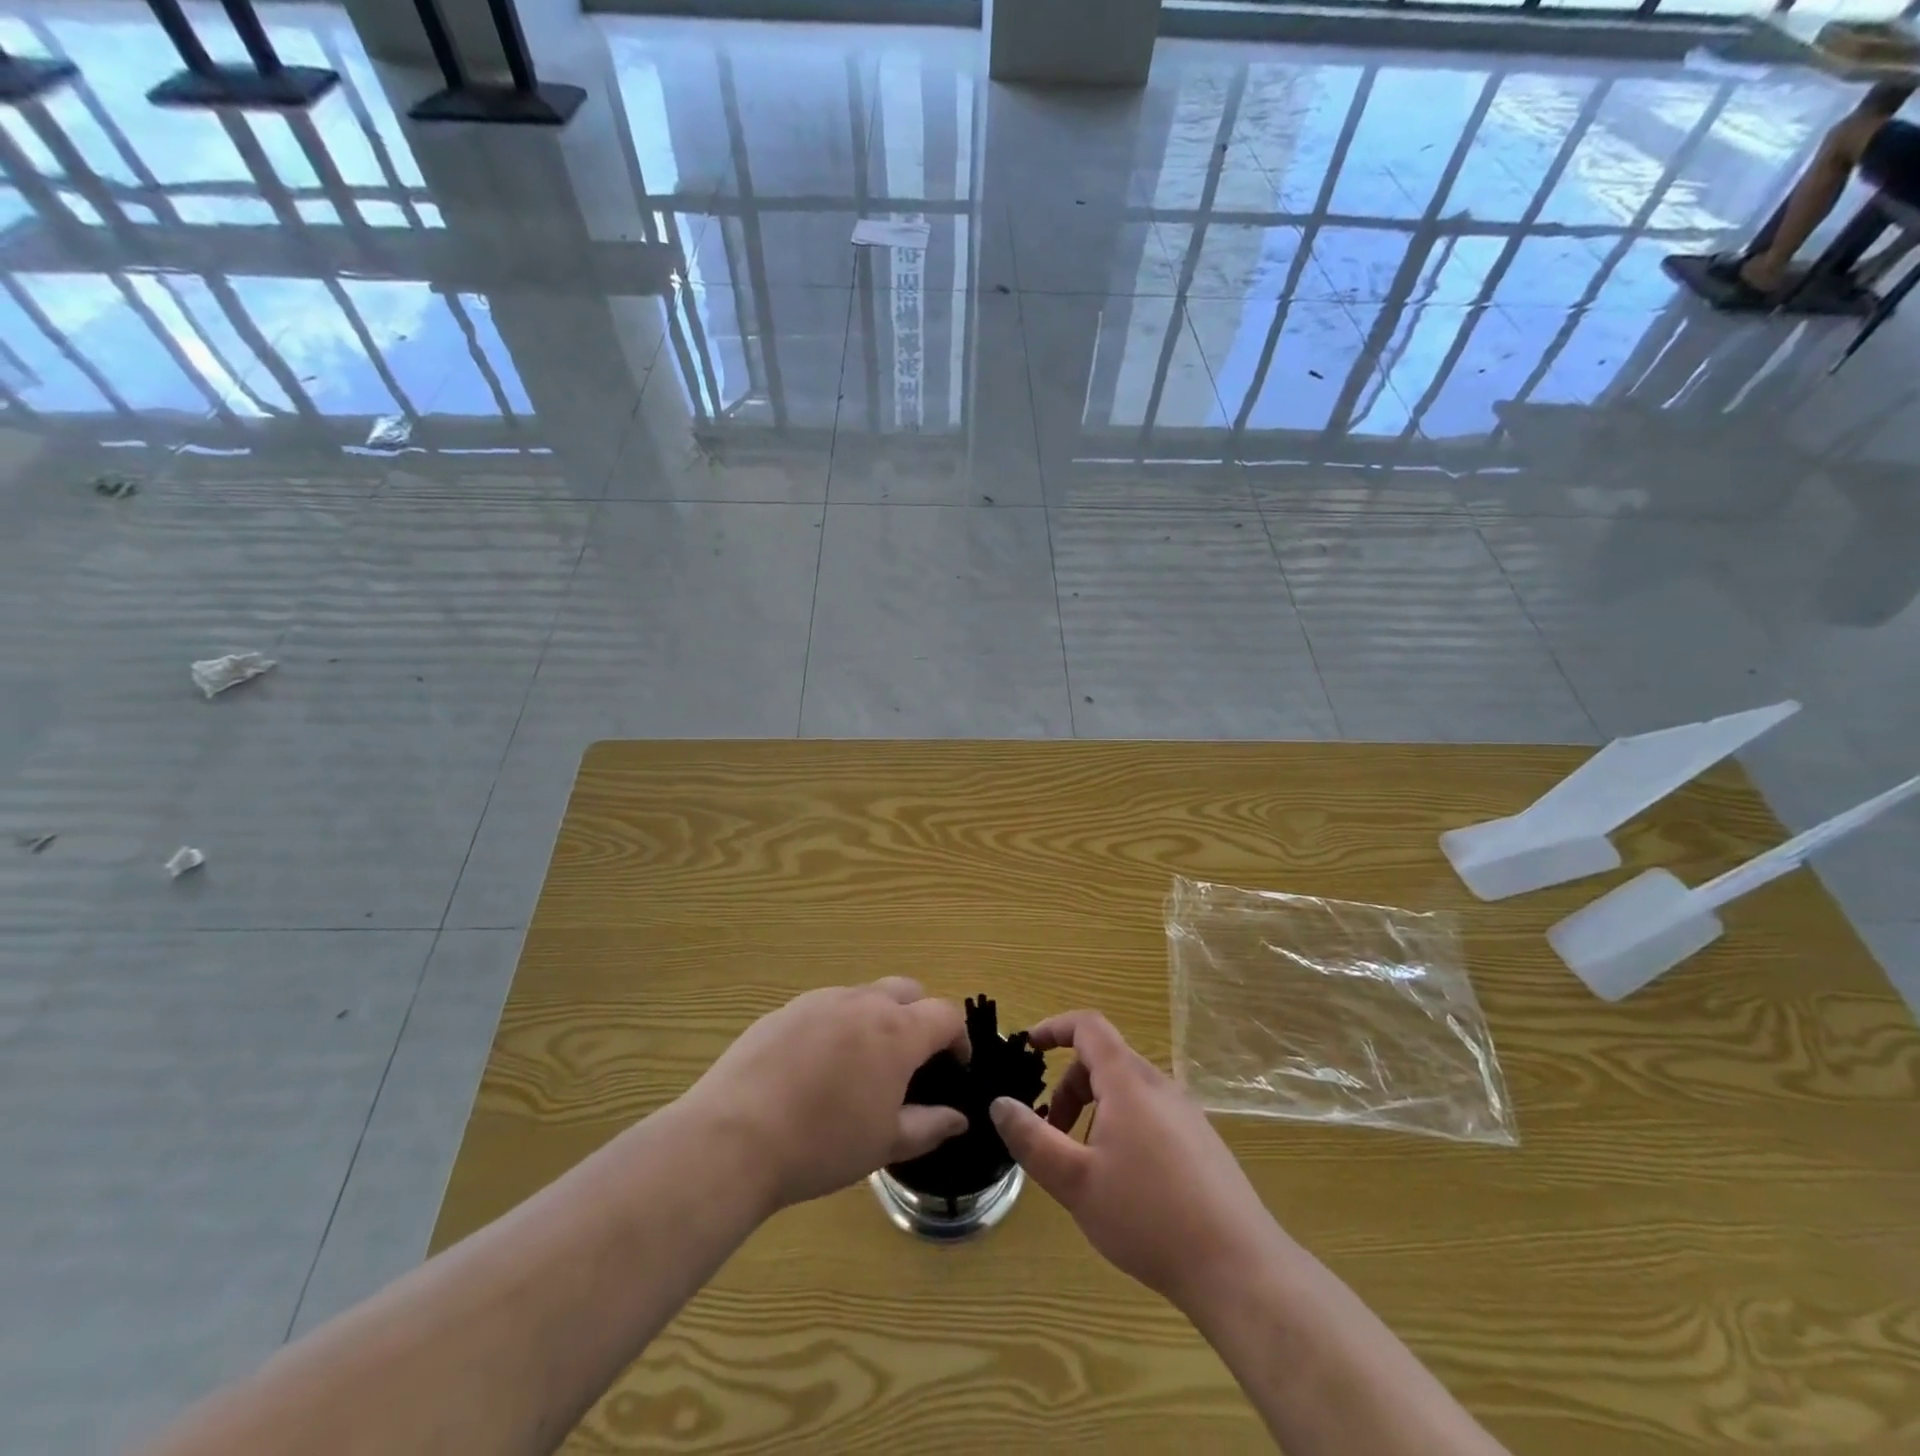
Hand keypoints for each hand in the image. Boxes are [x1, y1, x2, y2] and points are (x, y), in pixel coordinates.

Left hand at [685, 978, 970, 1212]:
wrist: (734, 1137)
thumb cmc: (822, 1144)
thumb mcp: (885, 1143)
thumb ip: (929, 1125)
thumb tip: (958, 1117)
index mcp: (896, 1030)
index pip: (945, 1014)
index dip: (958, 1038)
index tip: (955, 1067)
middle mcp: (862, 1002)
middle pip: (907, 990)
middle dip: (919, 1016)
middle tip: (911, 1060)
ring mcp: (820, 1000)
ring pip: (864, 995)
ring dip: (876, 1019)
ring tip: (860, 1066)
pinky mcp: (785, 1010)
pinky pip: (826, 1008)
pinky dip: (837, 1026)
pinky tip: (815, 1069)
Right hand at [990, 1011, 1279, 1313]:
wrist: (1240, 1268)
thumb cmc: (1149, 1217)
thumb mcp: (1076, 1181)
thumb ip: (1032, 1139)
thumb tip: (1000, 1103)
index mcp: (1129, 1081)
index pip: (1088, 1026)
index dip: (1054, 1028)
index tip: (1028, 1048)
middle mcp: (1160, 1085)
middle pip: (1105, 1061)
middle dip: (1070, 1087)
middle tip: (1053, 1133)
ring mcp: (1187, 1113)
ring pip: (1128, 1090)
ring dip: (1096, 1111)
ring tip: (1087, 1166)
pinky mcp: (1203, 1142)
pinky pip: (1151, 1113)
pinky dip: (1123, 1126)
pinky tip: (1127, 1184)